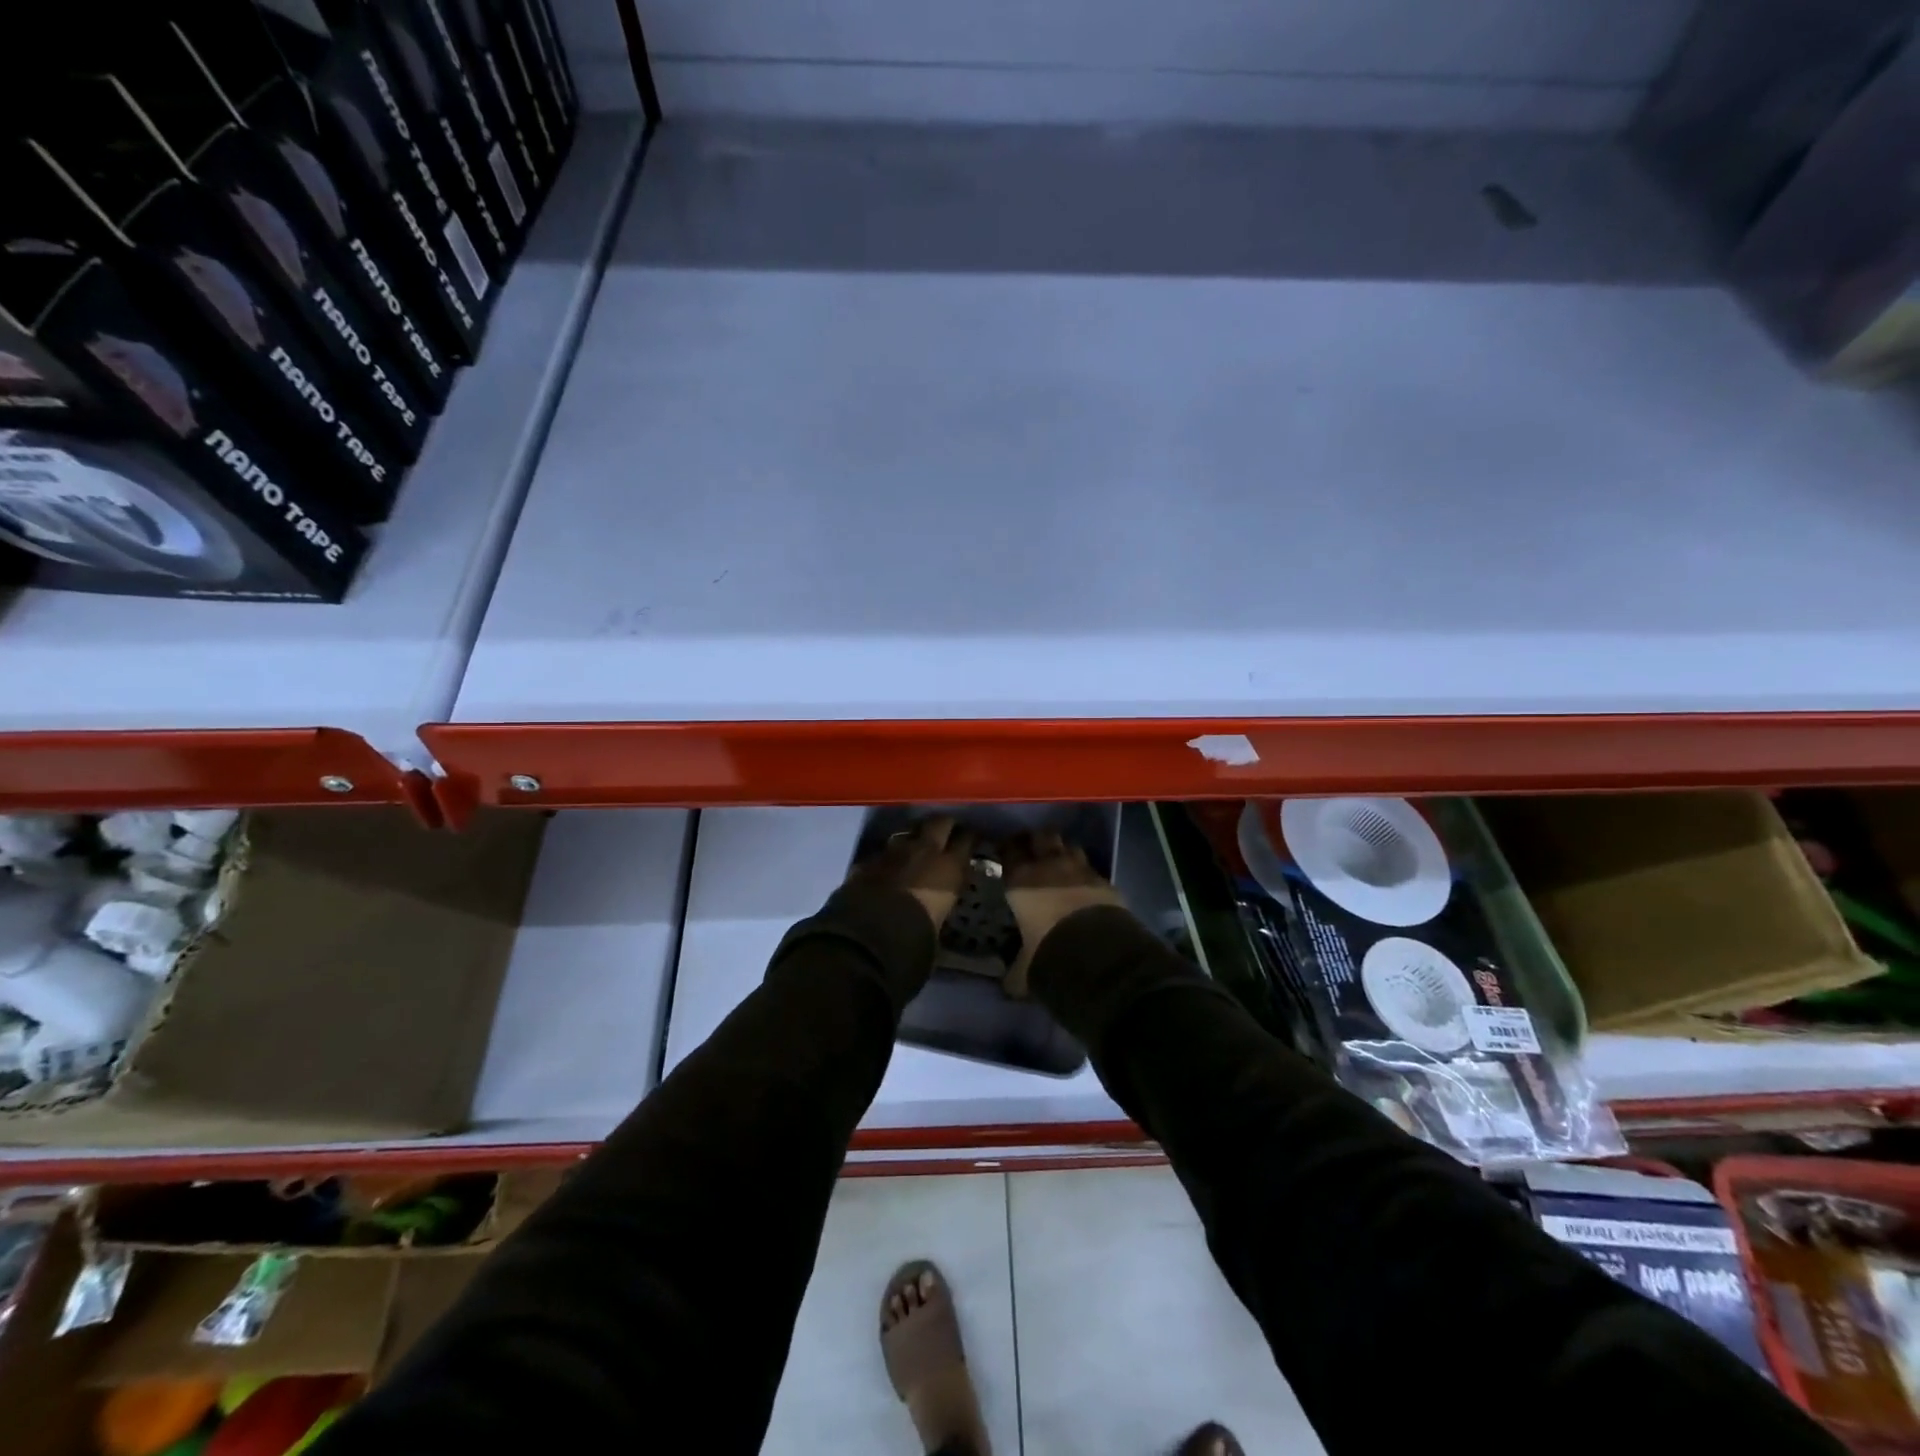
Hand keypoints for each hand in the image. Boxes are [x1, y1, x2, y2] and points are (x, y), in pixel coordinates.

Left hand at [848, 816, 976, 930]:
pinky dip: (889, 858)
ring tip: (915, 849)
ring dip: (914, 839)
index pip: (967, 840)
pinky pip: (884, 853)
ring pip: (909, 832)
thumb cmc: (918, 935)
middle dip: (944, 825)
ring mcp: (894, 851)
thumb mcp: (941, 921)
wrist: (871, 934)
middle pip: (940, 822)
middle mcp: (925, 850)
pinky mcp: (869, 860)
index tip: (972, 839)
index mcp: (950, 866)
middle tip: (947, 832)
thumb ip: (943, 903)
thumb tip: (939, 906)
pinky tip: (887, 868)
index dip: (970, 838)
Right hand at [1001, 829, 1124, 997]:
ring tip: (1061, 863)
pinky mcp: (1105, 880)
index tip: (1005, 851)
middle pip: (1042, 836)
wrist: (1096, 954)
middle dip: (1038, 840)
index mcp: (1020, 879)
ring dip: (1064, 851)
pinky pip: (1092, 868)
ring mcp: (1080, 869)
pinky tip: (1084, 884)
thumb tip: (1008, 983)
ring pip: (1070, 845)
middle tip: (1034, 850)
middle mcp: (1049, 866)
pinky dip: (1086, 873)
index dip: (1007, 847)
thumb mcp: (1022, 968)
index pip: (1009, 849)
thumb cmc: (1047, 953)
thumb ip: (1013, 969)